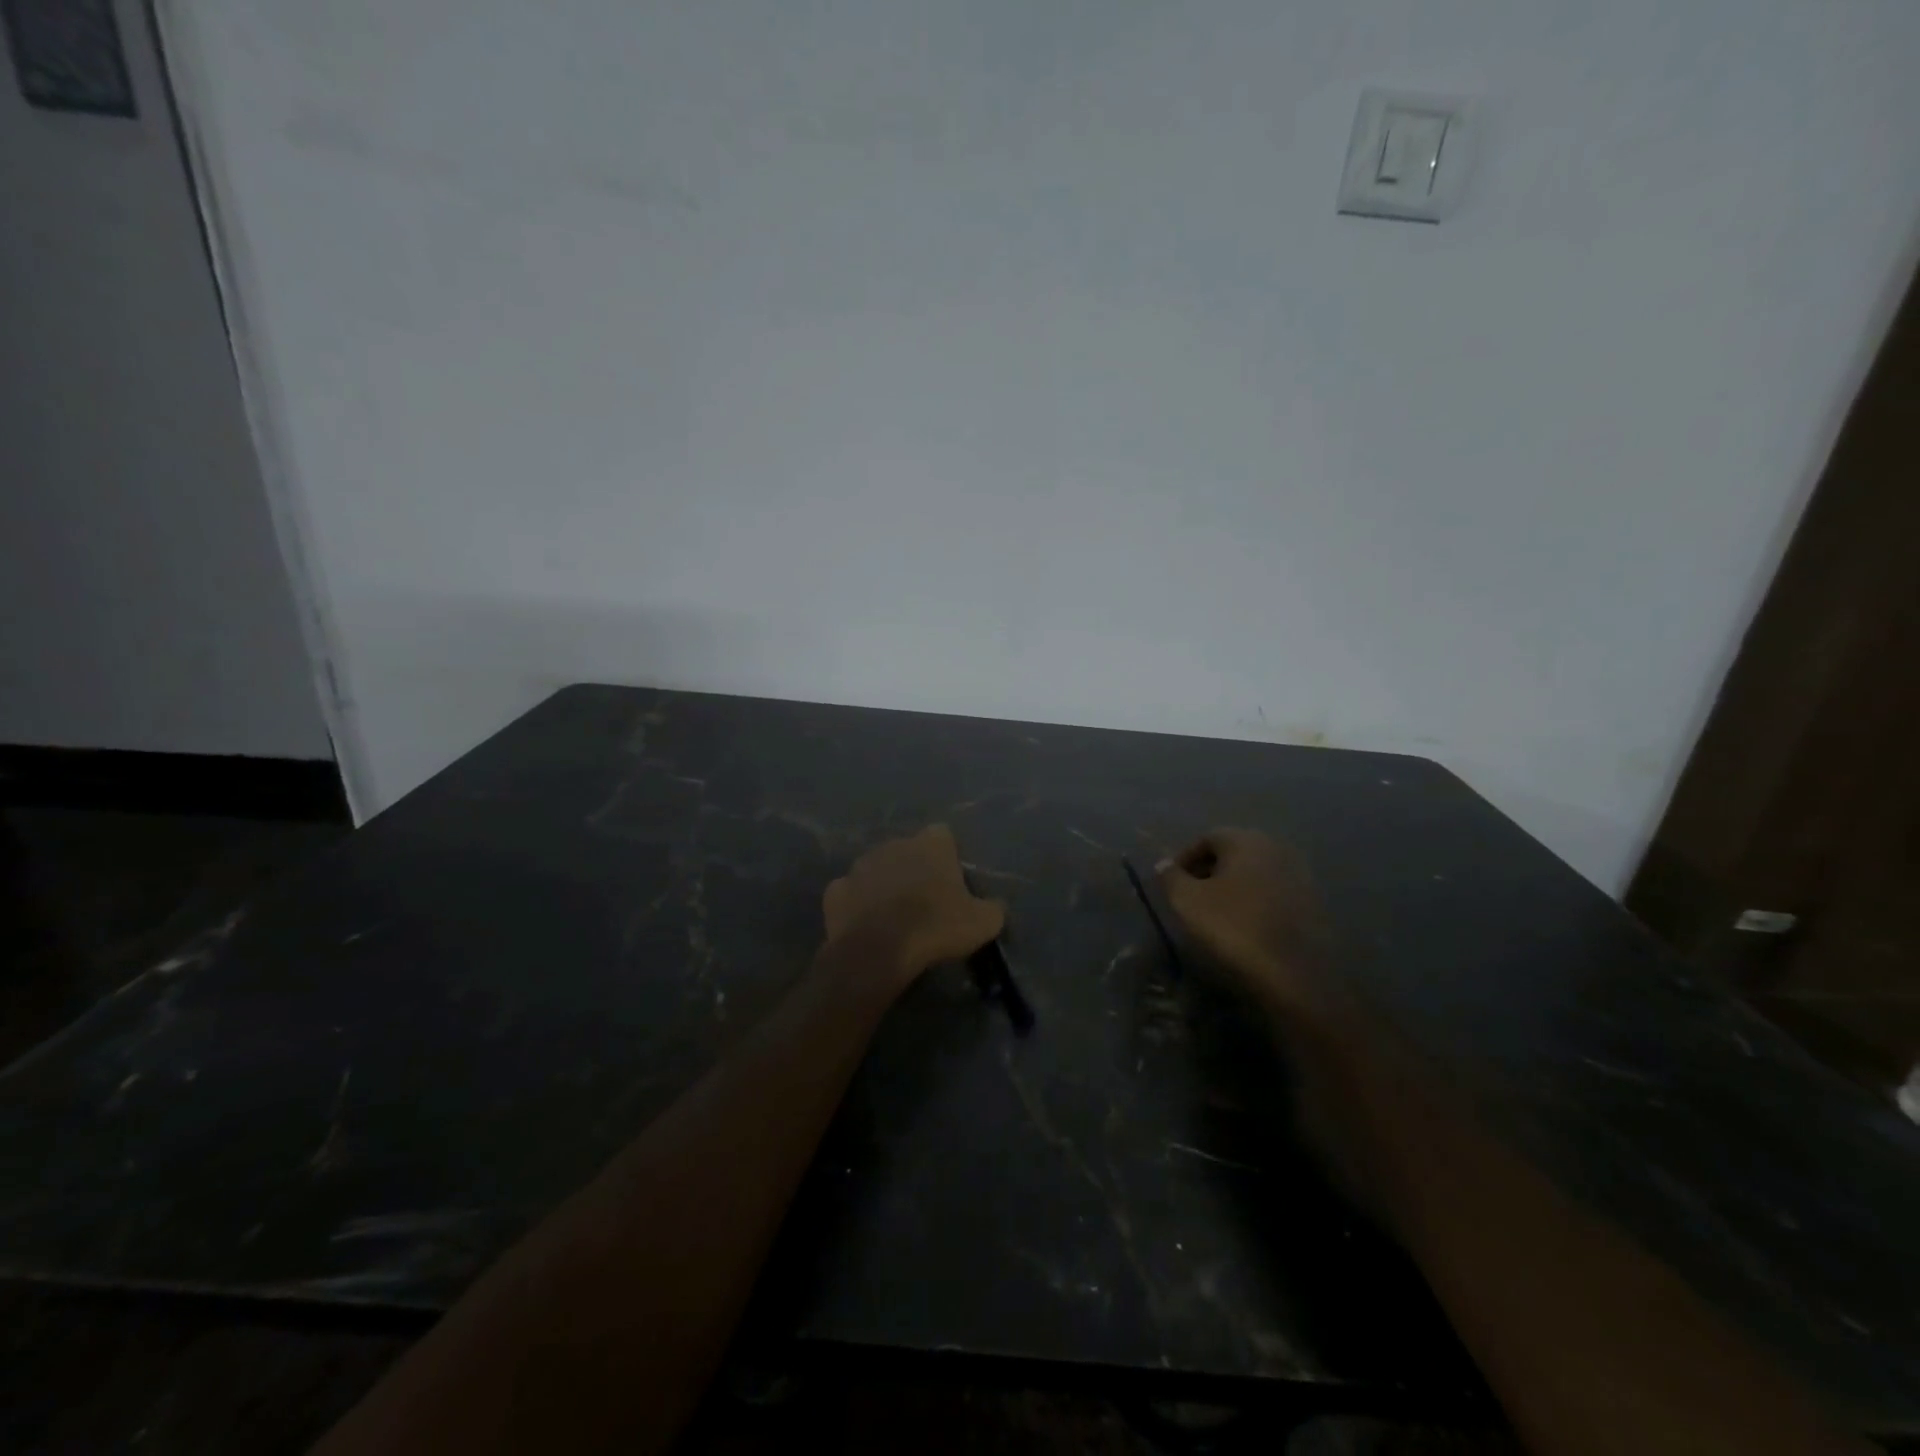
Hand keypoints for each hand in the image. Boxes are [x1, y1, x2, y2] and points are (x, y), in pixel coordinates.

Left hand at [823, 825, 1004, 988]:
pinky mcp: (835, 890)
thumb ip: (992, 908)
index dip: (947, 857)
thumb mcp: (983, 923)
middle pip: (907, 850)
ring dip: (884, 885)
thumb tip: (995, 907)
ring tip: (892, 916)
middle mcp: (893, 844)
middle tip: (923, 902)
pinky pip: (850, 893)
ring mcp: (860, 865)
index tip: (951, 882)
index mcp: (930, 844)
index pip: (943, 835)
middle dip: (914, 869)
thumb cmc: (935, 928)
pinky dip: (857, 905)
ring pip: (876, 869)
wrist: (877, 951)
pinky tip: (865, 926)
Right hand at [1156, 828, 1328, 1007]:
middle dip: (1209, 871)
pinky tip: (1246, 925)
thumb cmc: (1234, 927)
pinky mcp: (1313, 902)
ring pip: (1254, 873)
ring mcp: (1299, 874)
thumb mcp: (1188, 901)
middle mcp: (1276, 847)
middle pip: (1233, 853)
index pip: (1206, 839)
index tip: (1172, 884)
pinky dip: (1256, 902)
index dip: (1184, 859)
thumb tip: (1163, 864)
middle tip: (1192, 896)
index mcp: (1245, 840)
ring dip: (1234, 887)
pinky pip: (1273, 893)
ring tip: (1217, 913)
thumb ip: (1170, 876)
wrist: (1294, 974)